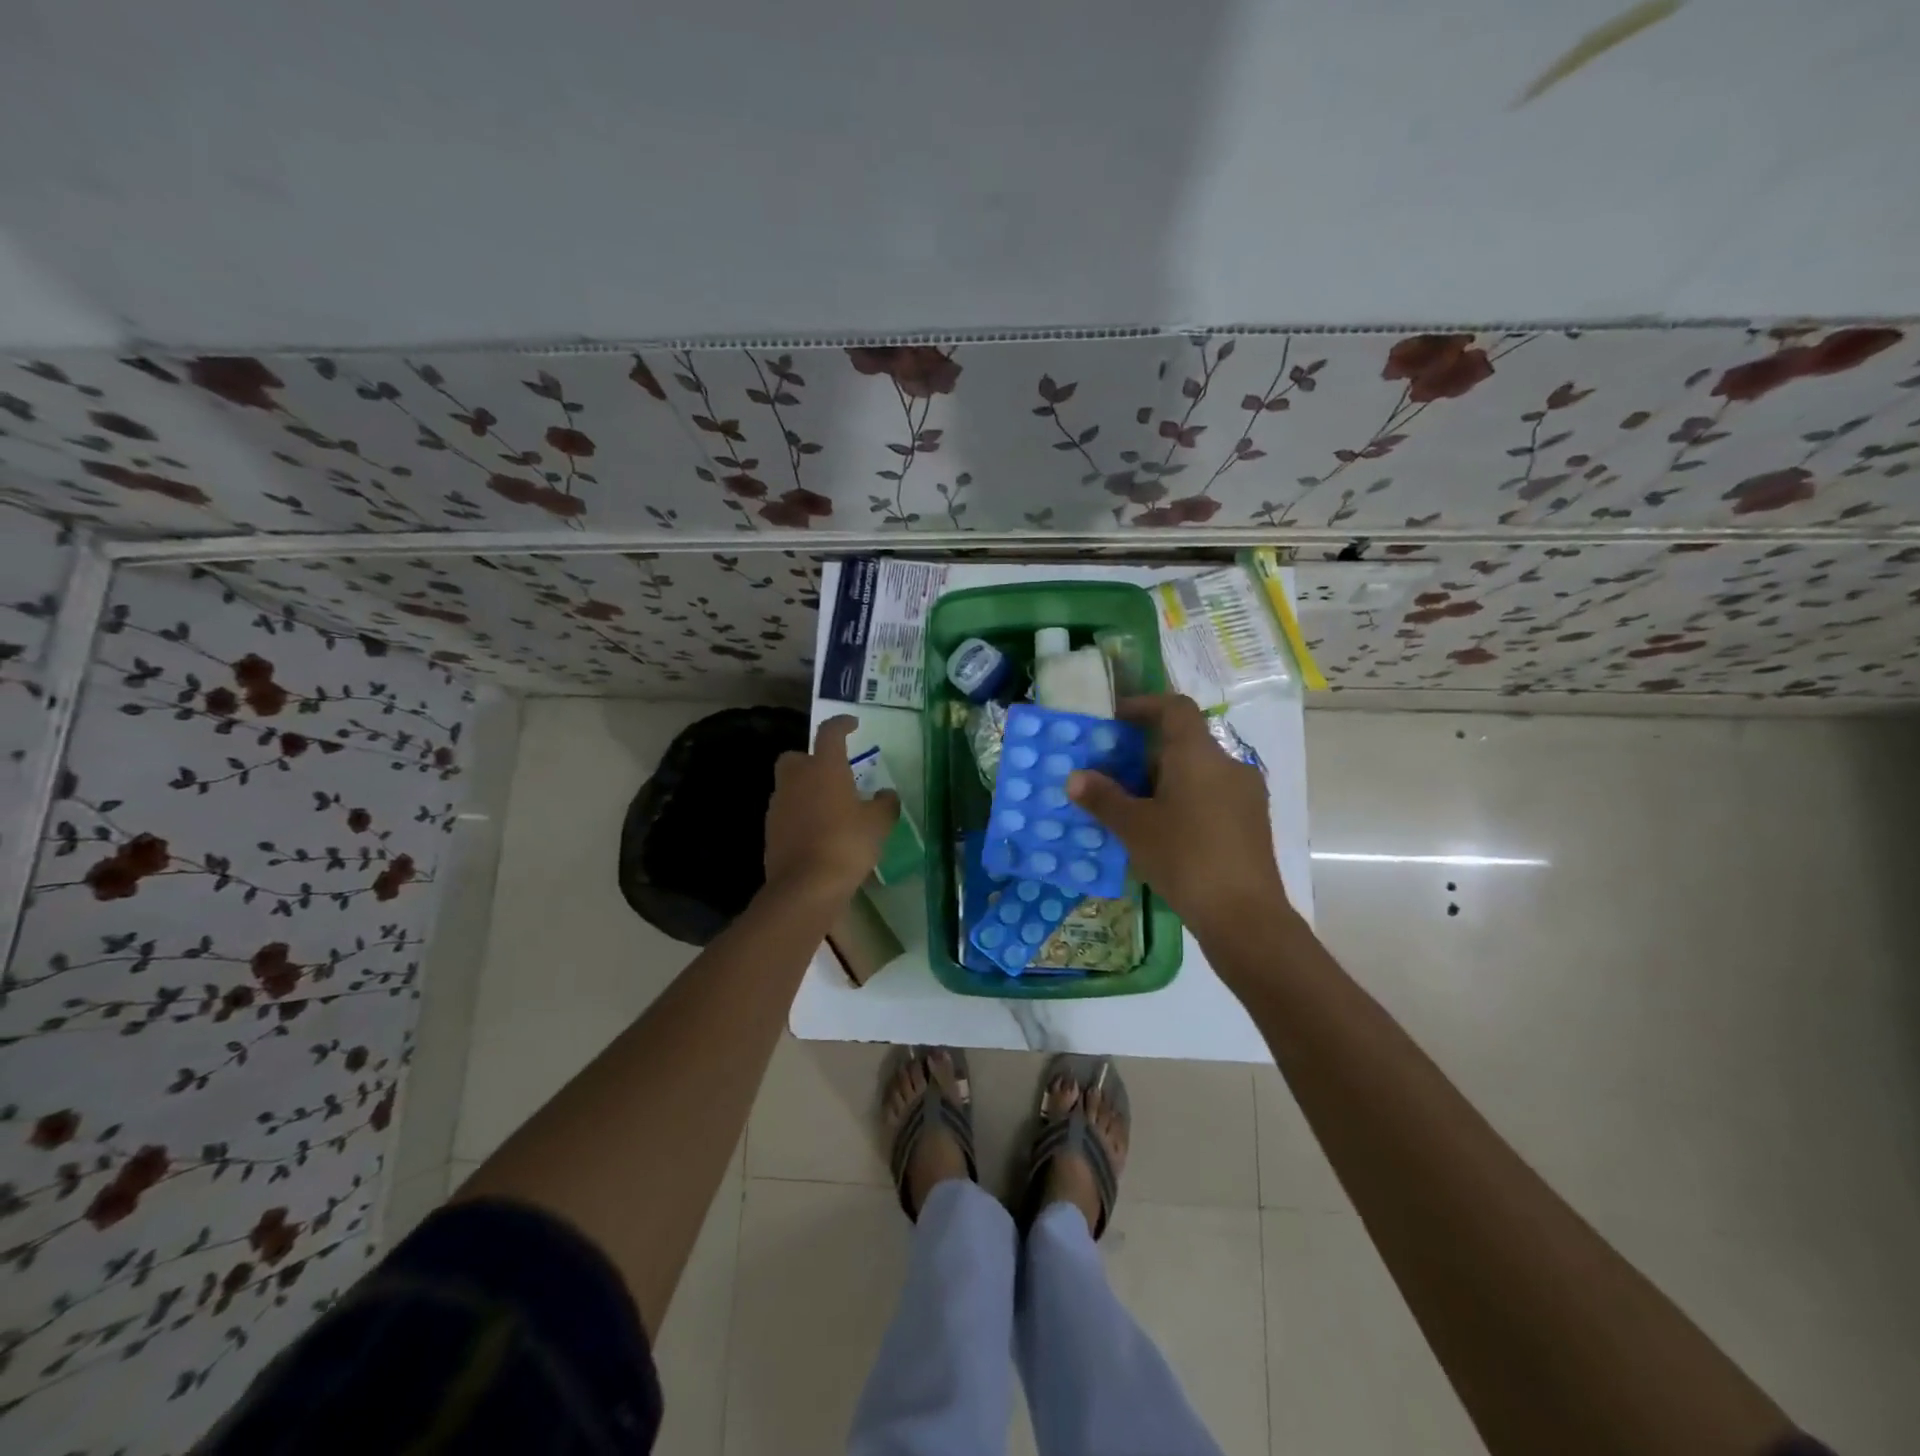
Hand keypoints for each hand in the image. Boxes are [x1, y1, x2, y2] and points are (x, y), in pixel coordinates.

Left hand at [762, 715, 899, 904]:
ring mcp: (779, 805)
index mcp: (824, 767)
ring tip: (830, 808)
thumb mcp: (878, 824)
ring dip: (806, 790)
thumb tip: (886, 794)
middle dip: (811, 760)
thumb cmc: (847, 844)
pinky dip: (800, 815)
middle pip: (797, 757)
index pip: (830, 733)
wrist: (806, 886)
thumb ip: (885, 804)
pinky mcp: (770, 831)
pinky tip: (818, 832)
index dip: (841, 725)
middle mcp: (796, 779)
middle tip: (833, 774)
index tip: (852, 725)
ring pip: (789, 786)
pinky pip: (786, 813)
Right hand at [1067, 694, 1288, 943]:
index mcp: (1199, 755)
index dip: (1144, 705)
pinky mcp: (1251, 822)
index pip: (1174, 708)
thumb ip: (1103, 798)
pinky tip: (1162, 832)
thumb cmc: (1185, 858)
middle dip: (1145, 753)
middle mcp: (1228, 765)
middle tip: (1112, 774)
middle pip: (1184, 742)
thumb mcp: (1134, 827)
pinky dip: (1183, 800)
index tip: (1115, 719)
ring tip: (1131, 807)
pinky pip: (1211, 796)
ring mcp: (1245, 794)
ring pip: (1197, 772)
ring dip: (1163, 780)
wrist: (1244, 916)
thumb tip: (1075, 778)